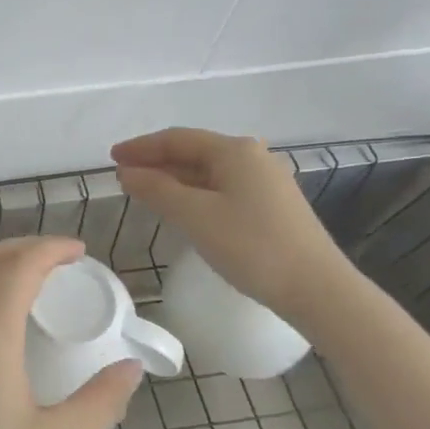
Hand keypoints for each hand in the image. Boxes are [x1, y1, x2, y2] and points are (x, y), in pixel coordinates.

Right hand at [112, 127, 351, 316]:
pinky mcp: (272, 206)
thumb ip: (156, 189)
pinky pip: (222, 189)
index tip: (111, 158)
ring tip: (144, 191)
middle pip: (193, 152)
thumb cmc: (251, 245)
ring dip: (173, 179)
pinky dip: (194, 193)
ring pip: (208, 172)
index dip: (141, 147)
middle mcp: (252, 157)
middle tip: (123, 176)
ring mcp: (265, 182)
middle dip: (156, 162)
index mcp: (234, 150)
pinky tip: (181, 208)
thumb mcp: (194, 215)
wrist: (317, 289)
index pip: (176, 139)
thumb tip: (126, 172)